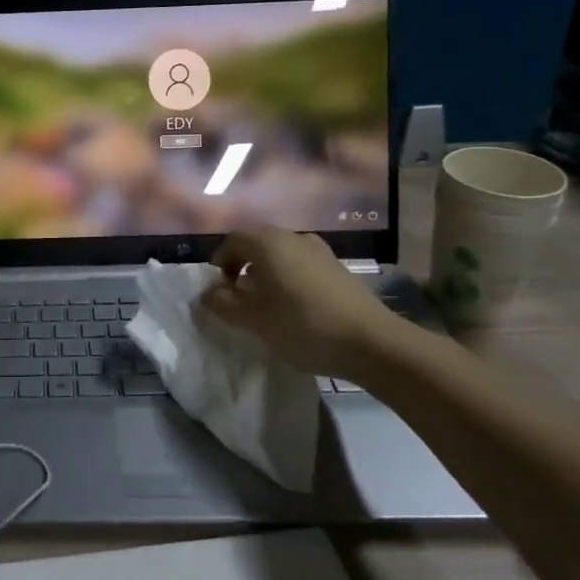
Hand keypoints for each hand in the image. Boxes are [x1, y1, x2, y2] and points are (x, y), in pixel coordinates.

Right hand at [203, 227, 396, 376]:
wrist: (372, 342)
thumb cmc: (302, 326)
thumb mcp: (254, 320)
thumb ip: (224, 304)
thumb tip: (207, 293)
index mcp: (268, 243)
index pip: (233, 240)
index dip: (221, 261)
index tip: (220, 288)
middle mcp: (293, 238)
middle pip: (258, 243)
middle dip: (243, 265)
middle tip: (239, 295)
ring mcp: (320, 250)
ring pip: (281, 253)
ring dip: (267, 272)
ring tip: (267, 303)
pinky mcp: (338, 267)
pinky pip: (301, 264)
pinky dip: (289, 277)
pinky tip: (295, 306)